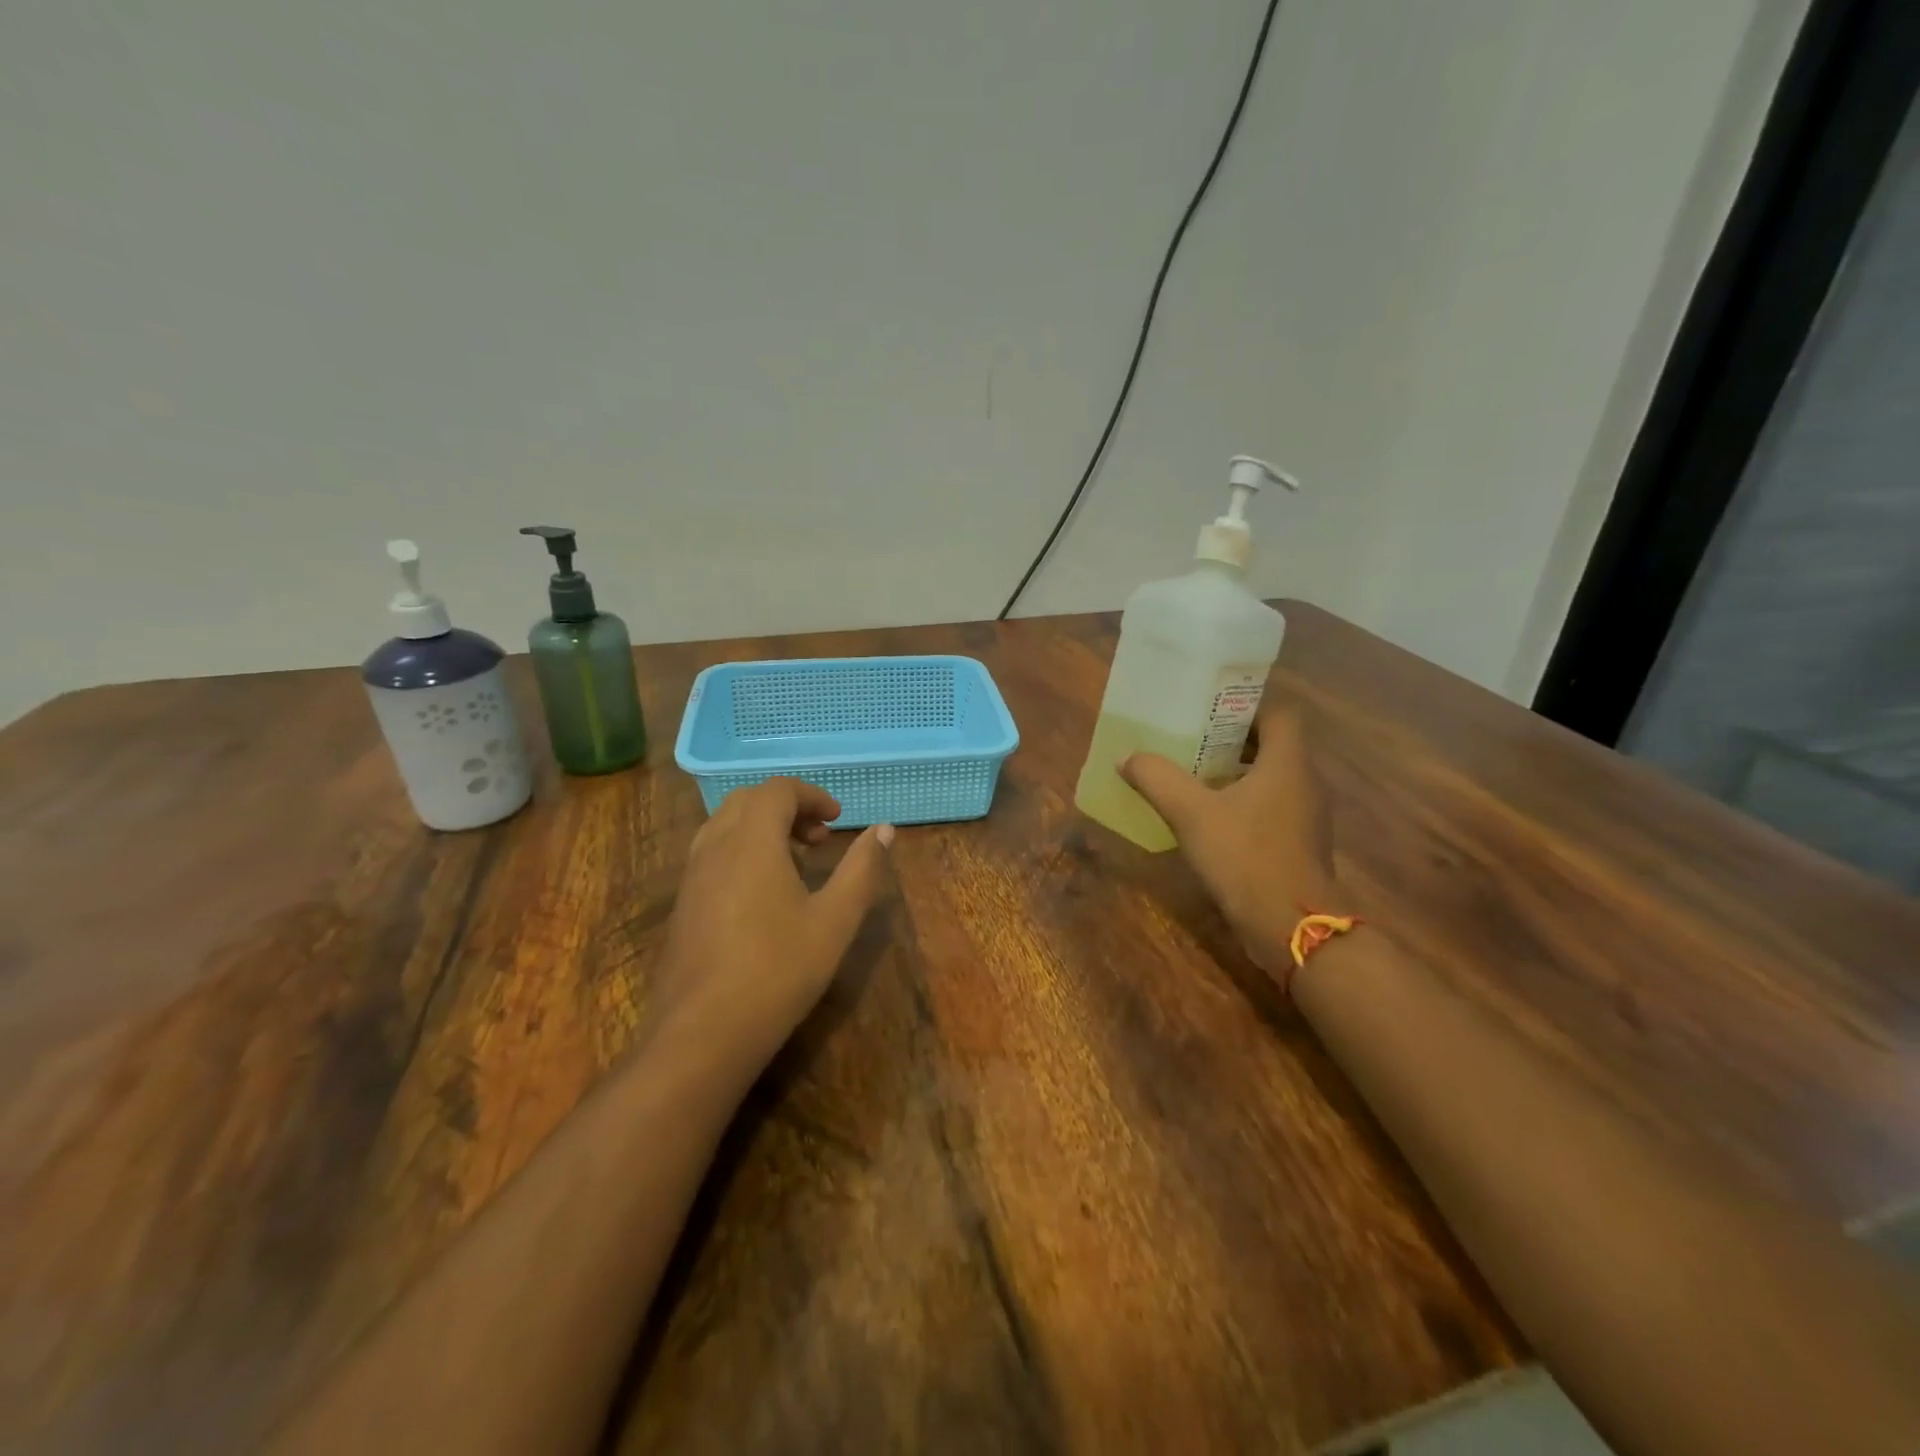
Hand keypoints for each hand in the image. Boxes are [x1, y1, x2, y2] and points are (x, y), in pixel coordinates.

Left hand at [650, 778, 892, 1070]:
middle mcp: (715, 847)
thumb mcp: (835, 920)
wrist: (702, 1034)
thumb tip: (884, 829)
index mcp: (752, 841)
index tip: (838, 820)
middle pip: (748, 800)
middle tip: (819, 838)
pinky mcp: (682, 905)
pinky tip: (764, 895)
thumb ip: (861, 869)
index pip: (778, 790)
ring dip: (762, 828)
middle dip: (787, 807)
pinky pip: (712, 854)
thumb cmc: (778, 971)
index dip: (812, 796)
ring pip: (725, 826)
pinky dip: (742, 851)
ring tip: (795, 862)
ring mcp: (692, 876)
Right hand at [1119, 705, 1342, 975]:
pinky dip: (1242, 802)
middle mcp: (1305, 781)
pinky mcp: (1298, 843)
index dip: (1245, 704)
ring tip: (1192, 775)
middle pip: (1272, 743)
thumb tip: (1128, 757)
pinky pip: (1270, 806)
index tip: (1208, 709)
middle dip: (1230, 738)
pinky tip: (1208, 818)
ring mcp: (1305, 815)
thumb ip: (1157, 779)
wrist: (1290, 927)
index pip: (1278, 712)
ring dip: (1235, 772)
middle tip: (1189, 740)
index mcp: (1288, 762)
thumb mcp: (1191, 813)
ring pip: (1270, 777)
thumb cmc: (1246, 856)